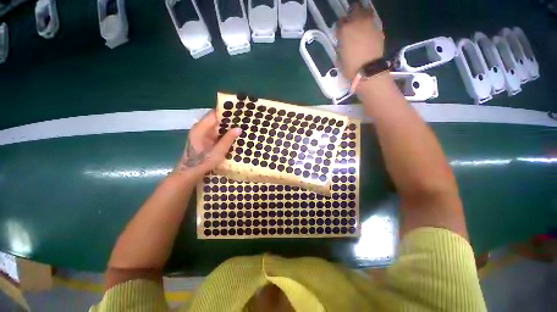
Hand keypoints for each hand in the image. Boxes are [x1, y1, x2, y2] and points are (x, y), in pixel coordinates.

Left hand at [173, 110, 240, 180]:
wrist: (190, 173)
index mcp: (201, 128)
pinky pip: (216, 133)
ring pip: (217, 126)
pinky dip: (224, 133)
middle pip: (216, 119)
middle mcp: (200, 128)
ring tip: (241, 126)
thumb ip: (228, 139)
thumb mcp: (218, 152)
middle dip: (229, 120)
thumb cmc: (202, 162)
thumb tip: (239, 128)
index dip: (226, 112)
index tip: (239, 112)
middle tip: (243, 120)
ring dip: (227, 127)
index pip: (214, 114)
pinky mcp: (205, 139)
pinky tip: (234, 135)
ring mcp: (202, 134)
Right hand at [336, 5, 384, 79]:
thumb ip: (340, 47)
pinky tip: (368, 32)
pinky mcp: (379, 30)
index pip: (339, 22)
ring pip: (366, 12)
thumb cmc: (350, 67)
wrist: (368, 71)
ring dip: (362, 16)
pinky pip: (373, 22)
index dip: (339, 27)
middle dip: (351, 15)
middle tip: (350, 23)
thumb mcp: (340, 59)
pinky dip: (370, 25)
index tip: (339, 33)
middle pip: (354, 10)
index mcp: (345, 30)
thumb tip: (342, 44)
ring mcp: (370, 25)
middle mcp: (357, 23)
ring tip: (360, 24)